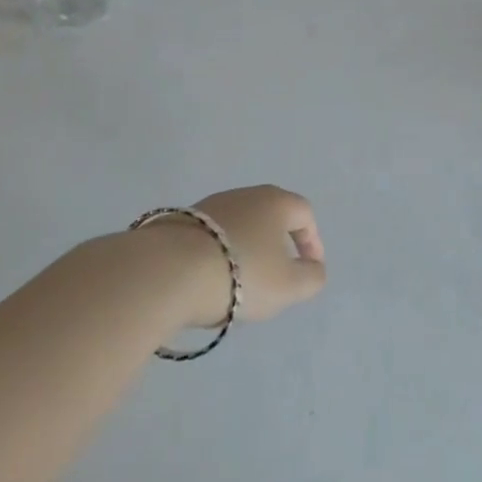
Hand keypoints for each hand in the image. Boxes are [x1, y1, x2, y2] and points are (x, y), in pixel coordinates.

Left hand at [181, 185, 327, 328]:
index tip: (309, 270)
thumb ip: (311, 278)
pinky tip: (209, 282)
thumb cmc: (241, 274)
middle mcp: (244, 195)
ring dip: (245, 252)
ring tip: (239, 286)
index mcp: (275, 202)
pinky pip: (210, 239)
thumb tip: (313, 269)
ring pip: (238, 228)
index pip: (304, 214)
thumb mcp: (289, 286)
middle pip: (270, 218)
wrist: (168, 272)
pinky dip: (217, 257)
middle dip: (277, 247)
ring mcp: (209, 206)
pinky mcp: (179, 222)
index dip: (313, 242)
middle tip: (276, 278)